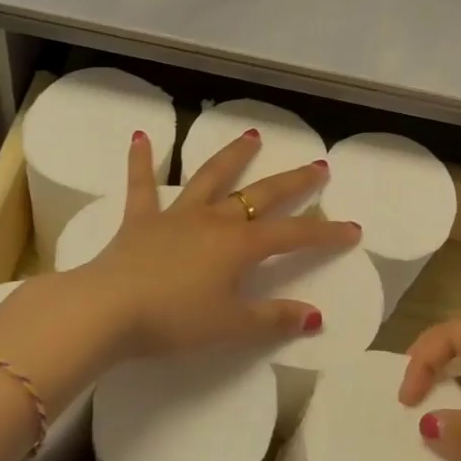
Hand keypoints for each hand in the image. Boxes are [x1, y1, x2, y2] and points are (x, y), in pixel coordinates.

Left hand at [72, 128, 362, 359]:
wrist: (107, 310)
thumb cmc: (173, 320)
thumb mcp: (229, 326)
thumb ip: (272, 319)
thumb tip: (315, 316)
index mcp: (239, 246)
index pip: (293, 236)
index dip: (325, 233)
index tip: (353, 229)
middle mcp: (214, 220)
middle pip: (261, 195)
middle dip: (293, 183)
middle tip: (318, 167)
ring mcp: (177, 215)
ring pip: (211, 178)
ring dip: (233, 156)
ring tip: (252, 135)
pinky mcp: (141, 220)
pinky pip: (141, 185)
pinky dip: (142, 160)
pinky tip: (142, 136)